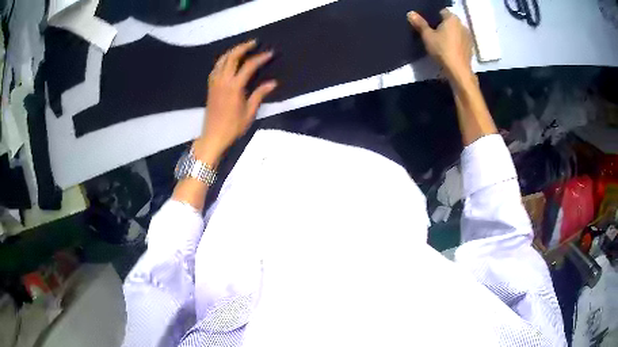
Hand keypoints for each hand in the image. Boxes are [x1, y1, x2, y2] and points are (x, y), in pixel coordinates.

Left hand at [194, 40, 276, 163]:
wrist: (213, 136)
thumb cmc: (233, 127)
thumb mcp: (249, 112)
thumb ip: (259, 95)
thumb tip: (272, 83)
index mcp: (234, 87)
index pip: (248, 66)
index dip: (260, 58)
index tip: (270, 53)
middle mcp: (223, 81)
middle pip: (232, 57)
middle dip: (243, 47)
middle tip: (254, 42)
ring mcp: (215, 83)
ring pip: (221, 60)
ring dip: (232, 51)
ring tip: (241, 48)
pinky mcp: (210, 87)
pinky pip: (215, 68)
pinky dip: (223, 60)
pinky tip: (228, 61)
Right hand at [407, 9, 472, 80]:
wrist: (458, 71)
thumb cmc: (442, 50)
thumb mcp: (427, 36)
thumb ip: (420, 23)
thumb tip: (411, 13)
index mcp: (452, 19)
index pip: (441, 12)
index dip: (433, 17)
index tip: (427, 25)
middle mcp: (462, 25)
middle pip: (449, 22)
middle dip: (442, 26)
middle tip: (432, 34)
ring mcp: (468, 37)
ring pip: (455, 32)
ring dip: (449, 35)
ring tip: (440, 44)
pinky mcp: (470, 48)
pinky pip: (460, 42)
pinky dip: (455, 44)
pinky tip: (448, 51)